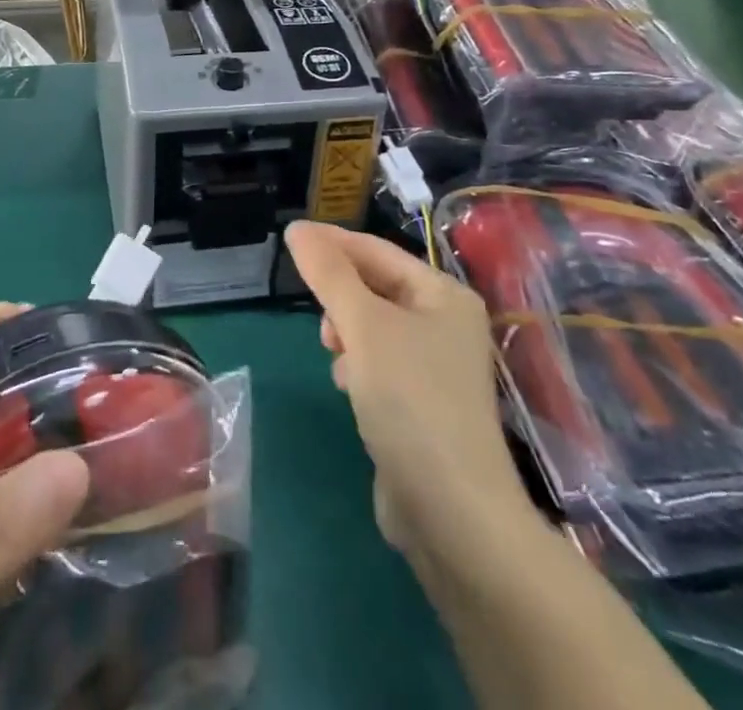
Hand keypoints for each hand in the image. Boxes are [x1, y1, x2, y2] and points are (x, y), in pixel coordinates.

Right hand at [284, 223, 538, 559]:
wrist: (452, 513)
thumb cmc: (411, 400)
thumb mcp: (364, 326)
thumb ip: (329, 274)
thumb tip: (296, 229)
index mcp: (444, 295)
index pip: (378, 251)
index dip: (333, 242)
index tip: (289, 238)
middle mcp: (446, 323)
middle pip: (376, 287)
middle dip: (341, 297)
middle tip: (320, 319)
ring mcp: (436, 366)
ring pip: (373, 326)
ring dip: (347, 333)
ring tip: (335, 355)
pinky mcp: (422, 403)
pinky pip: (378, 362)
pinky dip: (358, 365)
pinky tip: (349, 387)